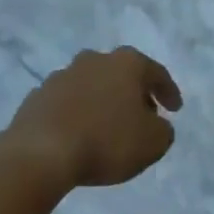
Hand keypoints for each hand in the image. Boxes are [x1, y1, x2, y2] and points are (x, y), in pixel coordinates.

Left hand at [0, 48, 181, 191]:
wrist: (40, 153)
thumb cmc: (106, 141)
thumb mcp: (153, 143)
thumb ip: (163, 130)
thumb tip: (156, 125)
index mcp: (127, 63)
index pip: (156, 73)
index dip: (169, 91)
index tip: (175, 109)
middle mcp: (95, 60)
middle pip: (121, 73)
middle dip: (134, 92)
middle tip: (143, 115)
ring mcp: (62, 75)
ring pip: (92, 85)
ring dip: (102, 101)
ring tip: (108, 126)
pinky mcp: (37, 96)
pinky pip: (66, 103)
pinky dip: (76, 113)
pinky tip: (78, 133)